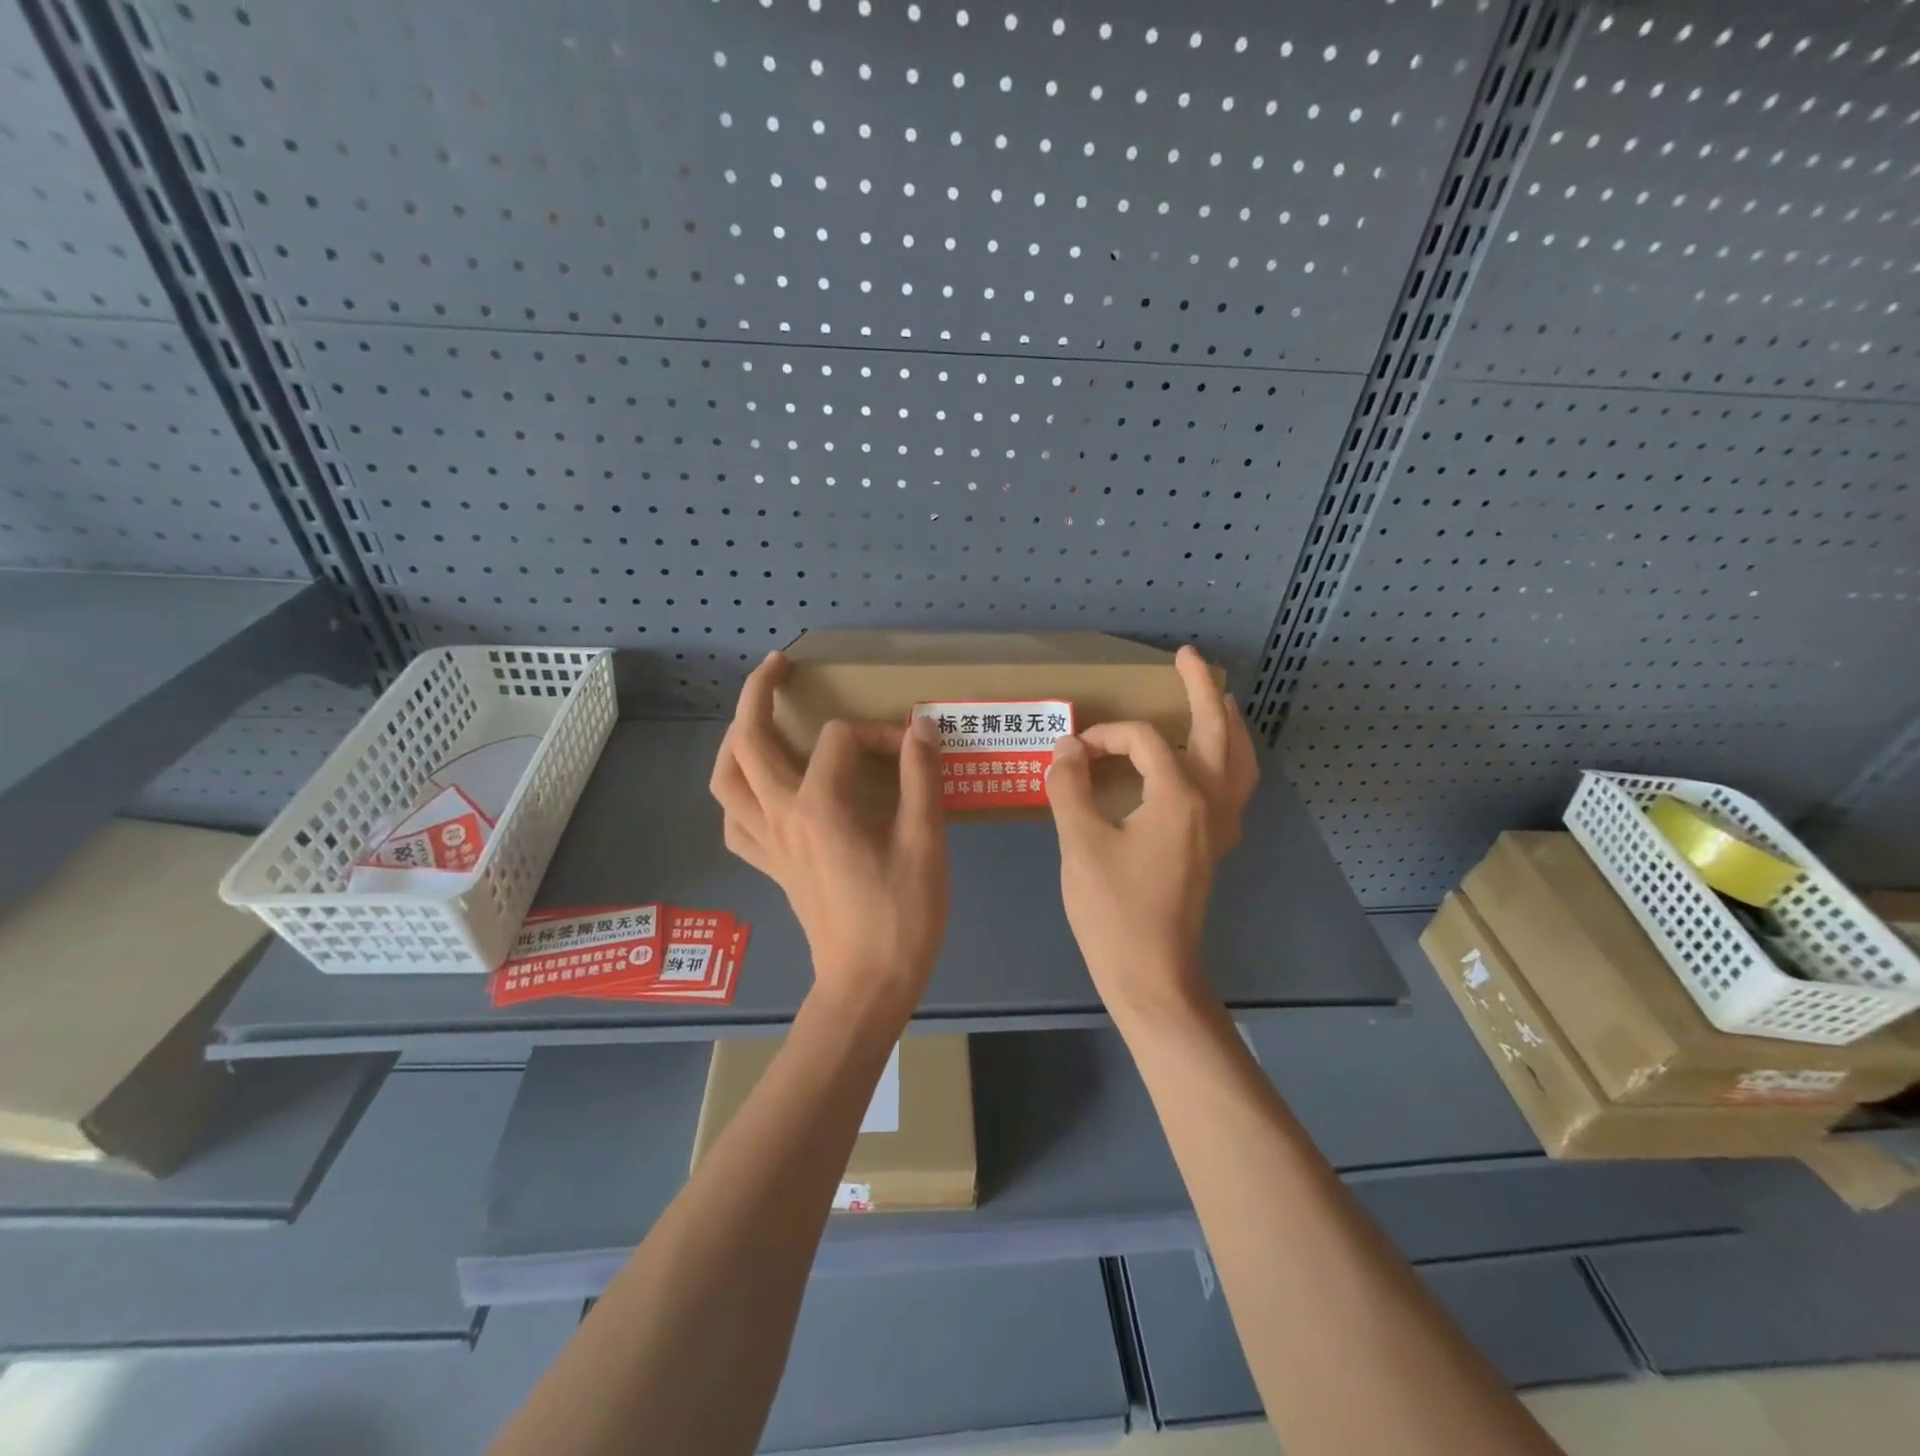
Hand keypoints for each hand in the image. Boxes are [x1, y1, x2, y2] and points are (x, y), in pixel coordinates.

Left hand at [710, 651, 949, 1017]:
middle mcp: (780, 816)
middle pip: (748, 742)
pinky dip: (739, 796)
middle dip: (758, 694)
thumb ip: (920, 777)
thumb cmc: (901, 915)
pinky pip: (735, 823)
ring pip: (726, 780)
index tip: (911, 751)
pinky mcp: (770, 867)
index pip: (841, 740)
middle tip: (778, 666)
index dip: (879, 734)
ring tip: (756, 719)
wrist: (867, 985)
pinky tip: (758, 791)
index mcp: (819, 806)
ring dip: (735, 740)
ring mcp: (768, 843)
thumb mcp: (924, 842)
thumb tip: (921, 726)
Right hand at [1044, 646, 1258, 1019]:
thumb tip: (1066, 749)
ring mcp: (1220, 827)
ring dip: (1228, 724)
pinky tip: (1208, 762)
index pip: (1145, 742)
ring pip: (1239, 761)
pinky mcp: (1215, 847)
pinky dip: (1228, 760)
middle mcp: (1211, 803)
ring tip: (1216, 699)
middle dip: (1203, 690)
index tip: (1072, 754)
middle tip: (1189, 657)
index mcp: (1180, 797)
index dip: (1106, 737)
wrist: (1150, 974)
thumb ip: (1070, 788)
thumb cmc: (1113, 910)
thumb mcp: (1080, 843)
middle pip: (1218, 732)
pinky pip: (1233, 788)